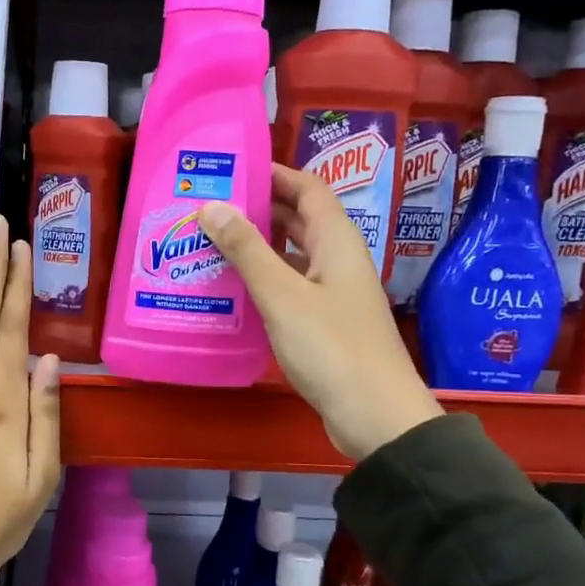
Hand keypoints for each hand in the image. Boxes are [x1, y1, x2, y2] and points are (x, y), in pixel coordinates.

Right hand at [200, 164, 441, 460]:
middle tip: (209, 206)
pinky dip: (262, 280)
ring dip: (257, 246)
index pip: (308, 188)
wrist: (375, 416)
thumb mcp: (282, 296)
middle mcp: (337, 260)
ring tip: (210, 243)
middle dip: (258, 208)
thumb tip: (212, 206)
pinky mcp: (324, 323)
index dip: (274, 173)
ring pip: (291, 255)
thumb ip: (247, 250)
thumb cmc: (331, 348)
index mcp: (336, 242)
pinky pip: (289, 287)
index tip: (231, 170)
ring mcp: (332, 293)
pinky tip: (231, 289)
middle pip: (299, 219)